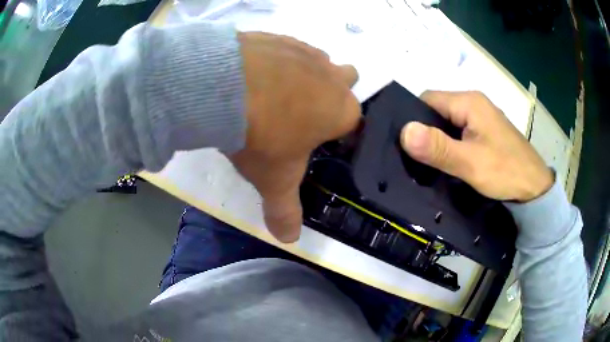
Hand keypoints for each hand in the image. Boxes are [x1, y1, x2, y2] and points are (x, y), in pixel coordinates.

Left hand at [231, 32, 359, 242]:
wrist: (224, 86)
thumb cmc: (261, 135)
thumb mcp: (274, 179)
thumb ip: (285, 211)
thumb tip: (289, 240)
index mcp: (341, 110)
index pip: (353, 121)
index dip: (340, 131)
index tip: (320, 139)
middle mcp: (331, 76)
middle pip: (347, 80)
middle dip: (333, 92)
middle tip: (302, 110)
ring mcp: (306, 52)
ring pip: (319, 61)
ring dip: (306, 74)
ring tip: (274, 93)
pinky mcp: (279, 37)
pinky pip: (288, 48)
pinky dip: (278, 59)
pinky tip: (255, 72)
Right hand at [400, 91, 552, 201]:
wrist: (535, 188)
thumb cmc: (505, 171)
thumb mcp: (470, 163)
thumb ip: (438, 148)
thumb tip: (403, 132)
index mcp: (468, 102)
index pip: (427, 99)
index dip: (413, 119)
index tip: (405, 146)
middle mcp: (473, 103)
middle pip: (437, 110)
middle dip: (425, 132)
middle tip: (416, 158)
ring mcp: (481, 117)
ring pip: (448, 122)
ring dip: (438, 140)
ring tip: (429, 162)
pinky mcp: (485, 131)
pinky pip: (459, 132)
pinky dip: (450, 144)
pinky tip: (448, 161)